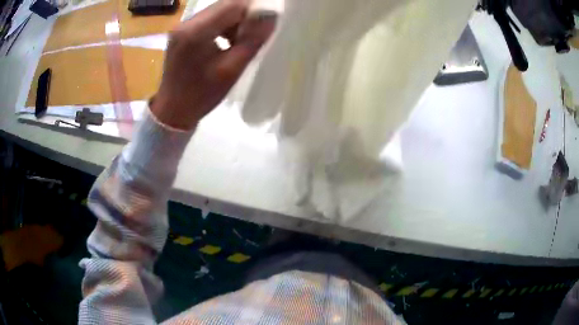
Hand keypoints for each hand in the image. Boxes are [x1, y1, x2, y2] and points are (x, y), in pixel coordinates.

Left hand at [151, 0, 275, 129]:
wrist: (172, 111)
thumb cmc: (201, 95)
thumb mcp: (231, 69)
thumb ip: (252, 39)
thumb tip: (272, 15)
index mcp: (196, 32)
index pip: (233, 5)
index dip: (255, 9)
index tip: (267, 22)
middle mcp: (186, 23)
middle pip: (225, 5)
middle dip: (245, 15)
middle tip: (255, 34)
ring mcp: (181, 26)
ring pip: (218, 11)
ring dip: (234, 21)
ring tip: (240, 42)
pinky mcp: (181, 32)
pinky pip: (208, 20)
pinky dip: (223, 26)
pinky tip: (227, 42)